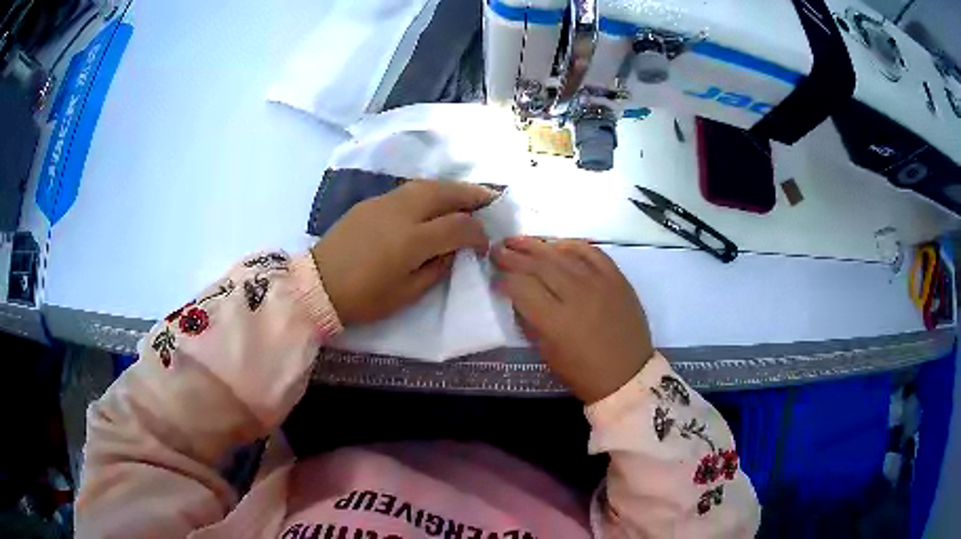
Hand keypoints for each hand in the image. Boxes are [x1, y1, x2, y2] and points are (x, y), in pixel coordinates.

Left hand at [312, 180, 494, 324]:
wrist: (319, 284)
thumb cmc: (364, 297)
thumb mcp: (407, 294)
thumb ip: (437, 268)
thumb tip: (453, 250)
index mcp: (413, 240)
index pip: (458, 226)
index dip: (477, 233)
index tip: (483, 244)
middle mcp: (402, 213)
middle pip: (445, 193)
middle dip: (472, 195)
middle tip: (490, 199)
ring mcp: (384, 203)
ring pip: (426, 184)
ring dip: (451, 188)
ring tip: (466, 195)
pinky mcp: (371, 202)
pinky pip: (408, 190)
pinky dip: (429, 191)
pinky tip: (433, 201)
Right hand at [492, 237, 654, 402]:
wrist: (628, 375)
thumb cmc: (584, 373)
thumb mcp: (548, 354)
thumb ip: (531, 322)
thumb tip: (517, 298)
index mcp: (556, 321)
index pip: (521, 287)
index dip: (503, 280)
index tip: (494, 278)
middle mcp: (577, 295)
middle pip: (539, 265)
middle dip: (513, 256)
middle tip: (497, 249)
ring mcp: (600, 283)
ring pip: (563, 255)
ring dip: (537, 245)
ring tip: (518, 241)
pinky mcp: (617, 279)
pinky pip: (592, 252)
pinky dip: (572, 245)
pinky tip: (557, 244)